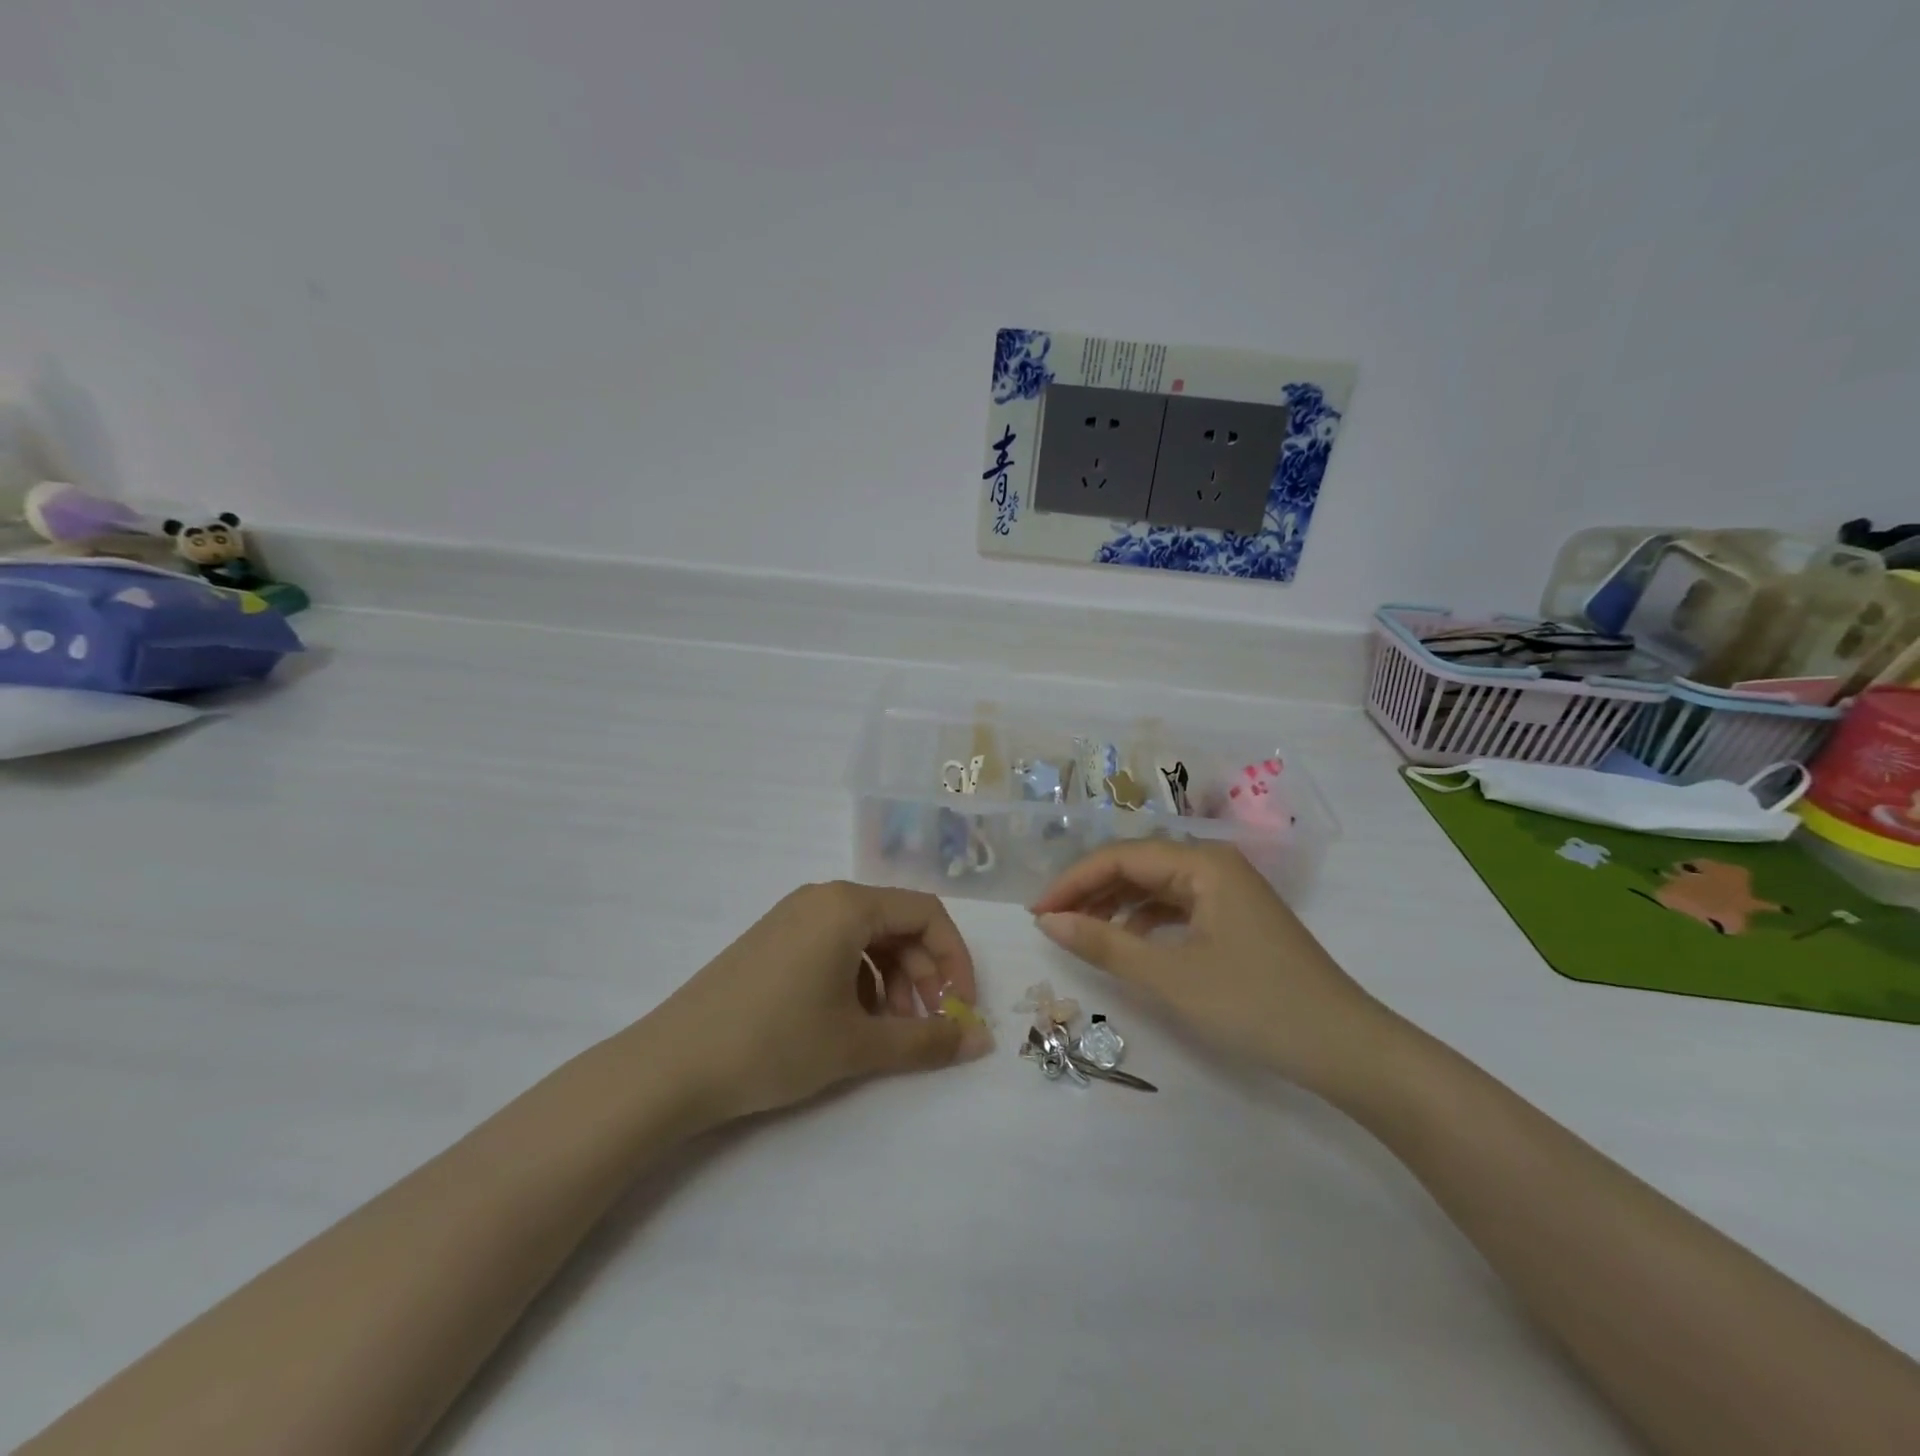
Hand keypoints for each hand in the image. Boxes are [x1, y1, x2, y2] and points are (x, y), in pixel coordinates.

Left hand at [652, 881, 992, 1121]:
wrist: (671, 1066)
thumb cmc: (775, 1043)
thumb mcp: (858, 1045)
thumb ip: (927, 1040)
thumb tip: (982, 1040)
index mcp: (847, 905)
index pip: (926, 914)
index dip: (954, 959)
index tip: (960, 1007)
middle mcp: (822, 898)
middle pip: (896, 924)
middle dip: (922, 975)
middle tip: (924, 1026)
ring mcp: (792, 917)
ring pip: (865, 939)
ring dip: (891, 982)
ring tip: (887, 1033)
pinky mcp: (773, 941)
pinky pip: (834, 947)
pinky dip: (857, 981)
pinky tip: (848, 1024)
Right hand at [1030, 841, 1391, 1094]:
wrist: (1346, 1049)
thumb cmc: (1255, 1005)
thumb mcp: (1170, 977)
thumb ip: (1104, 944)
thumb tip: (1048, 922)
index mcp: (1203, 862)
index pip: (1120, 857)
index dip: (1073, 882)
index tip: (1036, 913)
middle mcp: (1215, 864)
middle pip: (1137, 865)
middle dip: (1091, 891)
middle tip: (1051, 922)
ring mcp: (1228, 891)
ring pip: (1155, 886)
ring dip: (1115, 905)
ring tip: (1080, 933)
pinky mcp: (1235, 918)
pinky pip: (1176, 907)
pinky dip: (1144, 921)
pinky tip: (1127, 944)